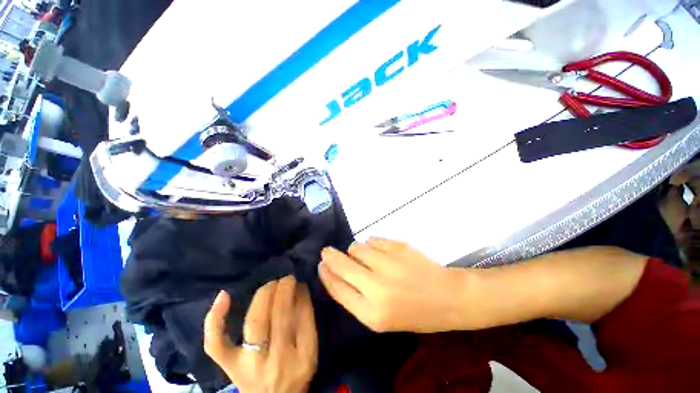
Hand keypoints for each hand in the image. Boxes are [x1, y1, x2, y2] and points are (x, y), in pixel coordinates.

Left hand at [204, 276, 317, 392]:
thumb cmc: (294, 374)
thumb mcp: (309, 352)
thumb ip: (307, 321)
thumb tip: (299, 289)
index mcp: (303, 358)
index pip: (304, 318)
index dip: (301, 295)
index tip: (300, 282)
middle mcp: (277, 362)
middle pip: (280, 317)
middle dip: (283, 291)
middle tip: (286, 278)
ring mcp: (249, 365)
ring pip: (255, 323)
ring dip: (264, 296)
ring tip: (271, 284)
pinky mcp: (229, 366)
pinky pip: (217, 343)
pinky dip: (215, 319)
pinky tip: (224, 295)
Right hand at [319, 237, 467, 332]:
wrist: (447, 297)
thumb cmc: (414, 313)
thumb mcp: (382, 317)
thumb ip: (356, 297)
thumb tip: (335, 271)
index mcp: (371, 313)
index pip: (337, 288)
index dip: (326, 274)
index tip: (320, 264)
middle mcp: (376, 288)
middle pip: (342, 264)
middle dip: (330, 256)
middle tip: (327, 251)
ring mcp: (388, 264)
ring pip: (356, 247)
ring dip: (355, 251)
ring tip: (366, 256)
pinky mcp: (397, 247)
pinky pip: (372, 239)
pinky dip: (371, 244)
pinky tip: (381, 251)